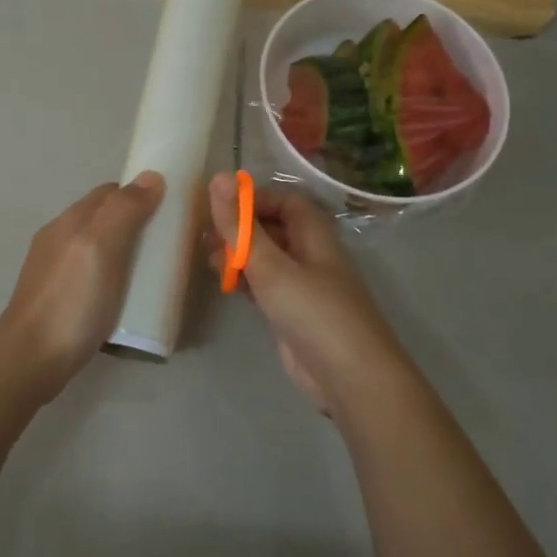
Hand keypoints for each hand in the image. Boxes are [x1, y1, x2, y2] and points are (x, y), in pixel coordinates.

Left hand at [0, 172, 164, 402]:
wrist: (30, 361)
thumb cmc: (71, 301)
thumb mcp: (101, 248)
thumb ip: (124, 211)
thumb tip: (151, 176)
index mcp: (70, 221)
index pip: (110, 192)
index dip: (140, 195)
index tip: (172, 209)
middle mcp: (59, 239)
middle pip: (104, 219)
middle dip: (136, 223)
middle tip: (169, 244)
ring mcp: (56, 271)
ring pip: (99, 248)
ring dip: (126, 253)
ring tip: (154, 273)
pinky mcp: (59, 299)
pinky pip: (93, 275)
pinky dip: (115, 277)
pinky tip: (127, 297)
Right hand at [208, 173, 416, 418]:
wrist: (350, 378)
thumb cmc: (315, 313)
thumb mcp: (272, 267)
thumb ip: (241, 227)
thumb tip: (218, 178)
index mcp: (315, 235)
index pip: (285, 201)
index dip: (254, 199)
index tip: (220, 206)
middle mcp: (310, 256)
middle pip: (273, 229)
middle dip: (240, 229)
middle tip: (206, 237)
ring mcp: (302, 287)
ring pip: (266, 259)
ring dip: (239, 256)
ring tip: (209, 261)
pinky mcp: (292, 314)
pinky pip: (265, 287)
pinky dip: (245, 281)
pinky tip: (225, 285)